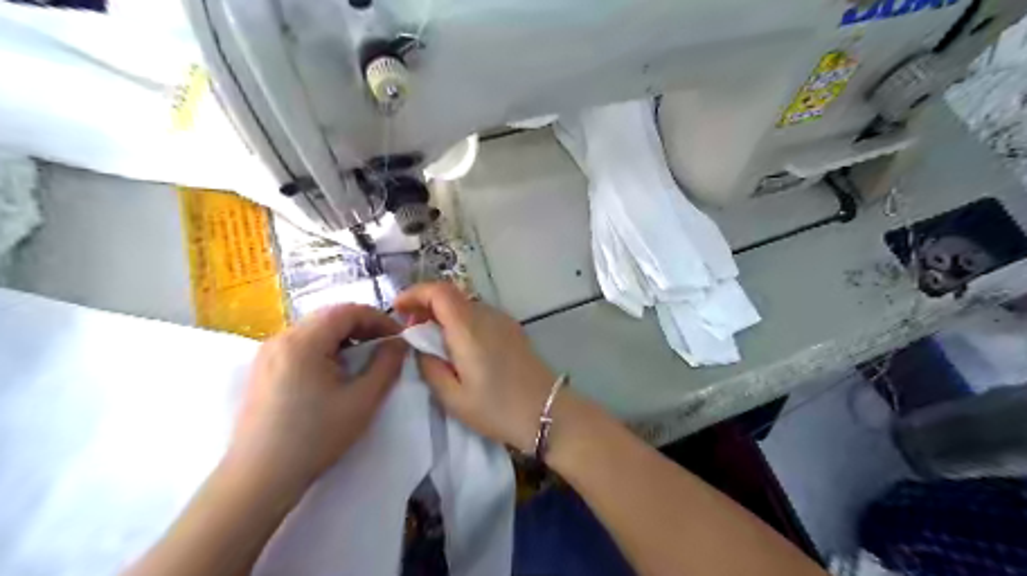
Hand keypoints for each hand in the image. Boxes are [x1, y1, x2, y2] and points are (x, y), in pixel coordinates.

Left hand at [230, 303, 406, 486]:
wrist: (258, 479)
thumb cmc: (315, 437)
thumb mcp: (363, 400)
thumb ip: (387, 365)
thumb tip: (399, 342)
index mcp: (303, 341)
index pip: (348, 310)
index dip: (379, 319)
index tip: (399, 338)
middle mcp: (280, 338)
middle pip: (330, 317)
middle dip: (363, 328)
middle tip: (385, 349)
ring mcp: (267, 353)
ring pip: (315, 330)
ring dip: (345, 339)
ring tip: (363, 362)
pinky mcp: (262, 369)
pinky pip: (301, 345)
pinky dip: (326, 350)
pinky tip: (335, 374)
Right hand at [394, 283, 558, 453]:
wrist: (547, 411)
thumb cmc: (497, 408)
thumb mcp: (453, 398)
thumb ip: (430, 366)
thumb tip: (420, 346)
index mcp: (468, 328)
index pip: (438, 291)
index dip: (414, 293)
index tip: (397, 309)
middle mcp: (487, 315)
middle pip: (451, 295)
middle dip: (425, 306)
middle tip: (411, 331)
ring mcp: (503, 320)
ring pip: (465, 305)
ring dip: (444, 315)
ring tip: (432, 342)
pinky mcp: (512, 329)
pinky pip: (480, 316)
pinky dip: (461, 322)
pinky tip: (458, 347)